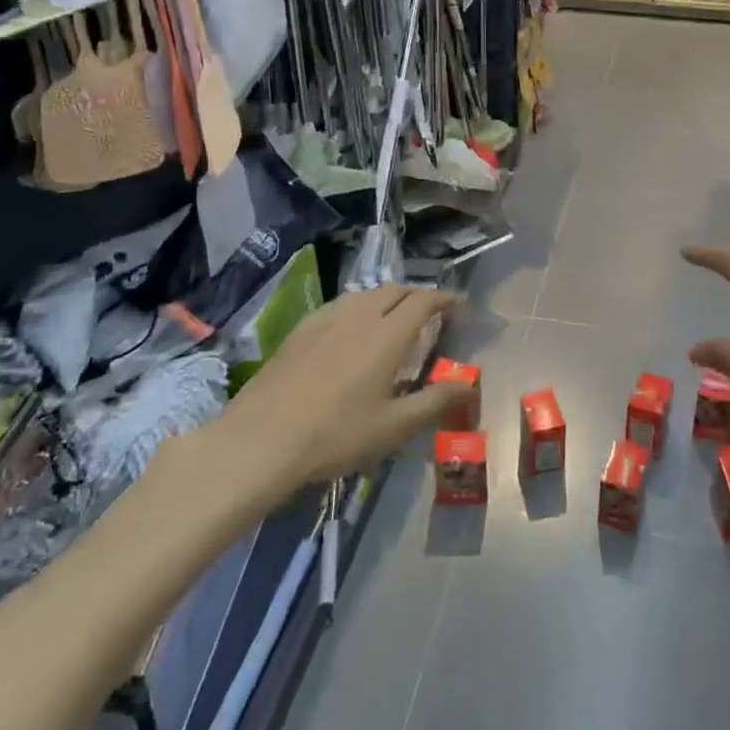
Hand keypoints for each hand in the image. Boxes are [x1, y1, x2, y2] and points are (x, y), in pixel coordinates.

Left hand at [216, 286, 467, 486]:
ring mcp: (326, 319)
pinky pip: (340, 305)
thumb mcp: (393, 427)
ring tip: (392, 320)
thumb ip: (434, 401)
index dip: (444, 299)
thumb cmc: (336, 435)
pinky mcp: (300, 330)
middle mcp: (360, 316)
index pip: (424, 301)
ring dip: (387, 299)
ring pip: (365, 295)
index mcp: (388, 335)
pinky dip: (358, 308)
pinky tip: (350, 331)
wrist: (261, 439)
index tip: (458, 305)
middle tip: (429, 315)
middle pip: (395, 290)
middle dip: (417, 296)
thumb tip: (468, 384)